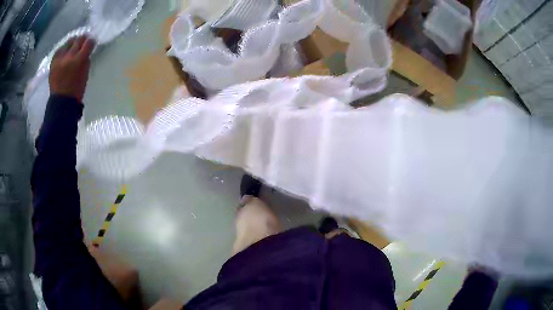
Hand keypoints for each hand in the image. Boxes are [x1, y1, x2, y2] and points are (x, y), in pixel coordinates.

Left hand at [49, 36, 94, 102]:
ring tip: (73, 46)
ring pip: (68, 42)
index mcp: (80, 59)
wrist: (61, 103)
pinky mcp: (53, 62)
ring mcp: (60, 59)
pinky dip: (63, 49)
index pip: (89, 43)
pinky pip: (59, 50)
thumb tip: (86, 51)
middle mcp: (69, 56)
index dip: (91, 42)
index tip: (91, 44)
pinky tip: (64, 52)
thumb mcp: (85, 74)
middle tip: (83, 42)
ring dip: (72, 43)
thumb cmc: (76, 90)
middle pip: (78, 40)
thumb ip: (86, 60)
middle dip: (82, 40)